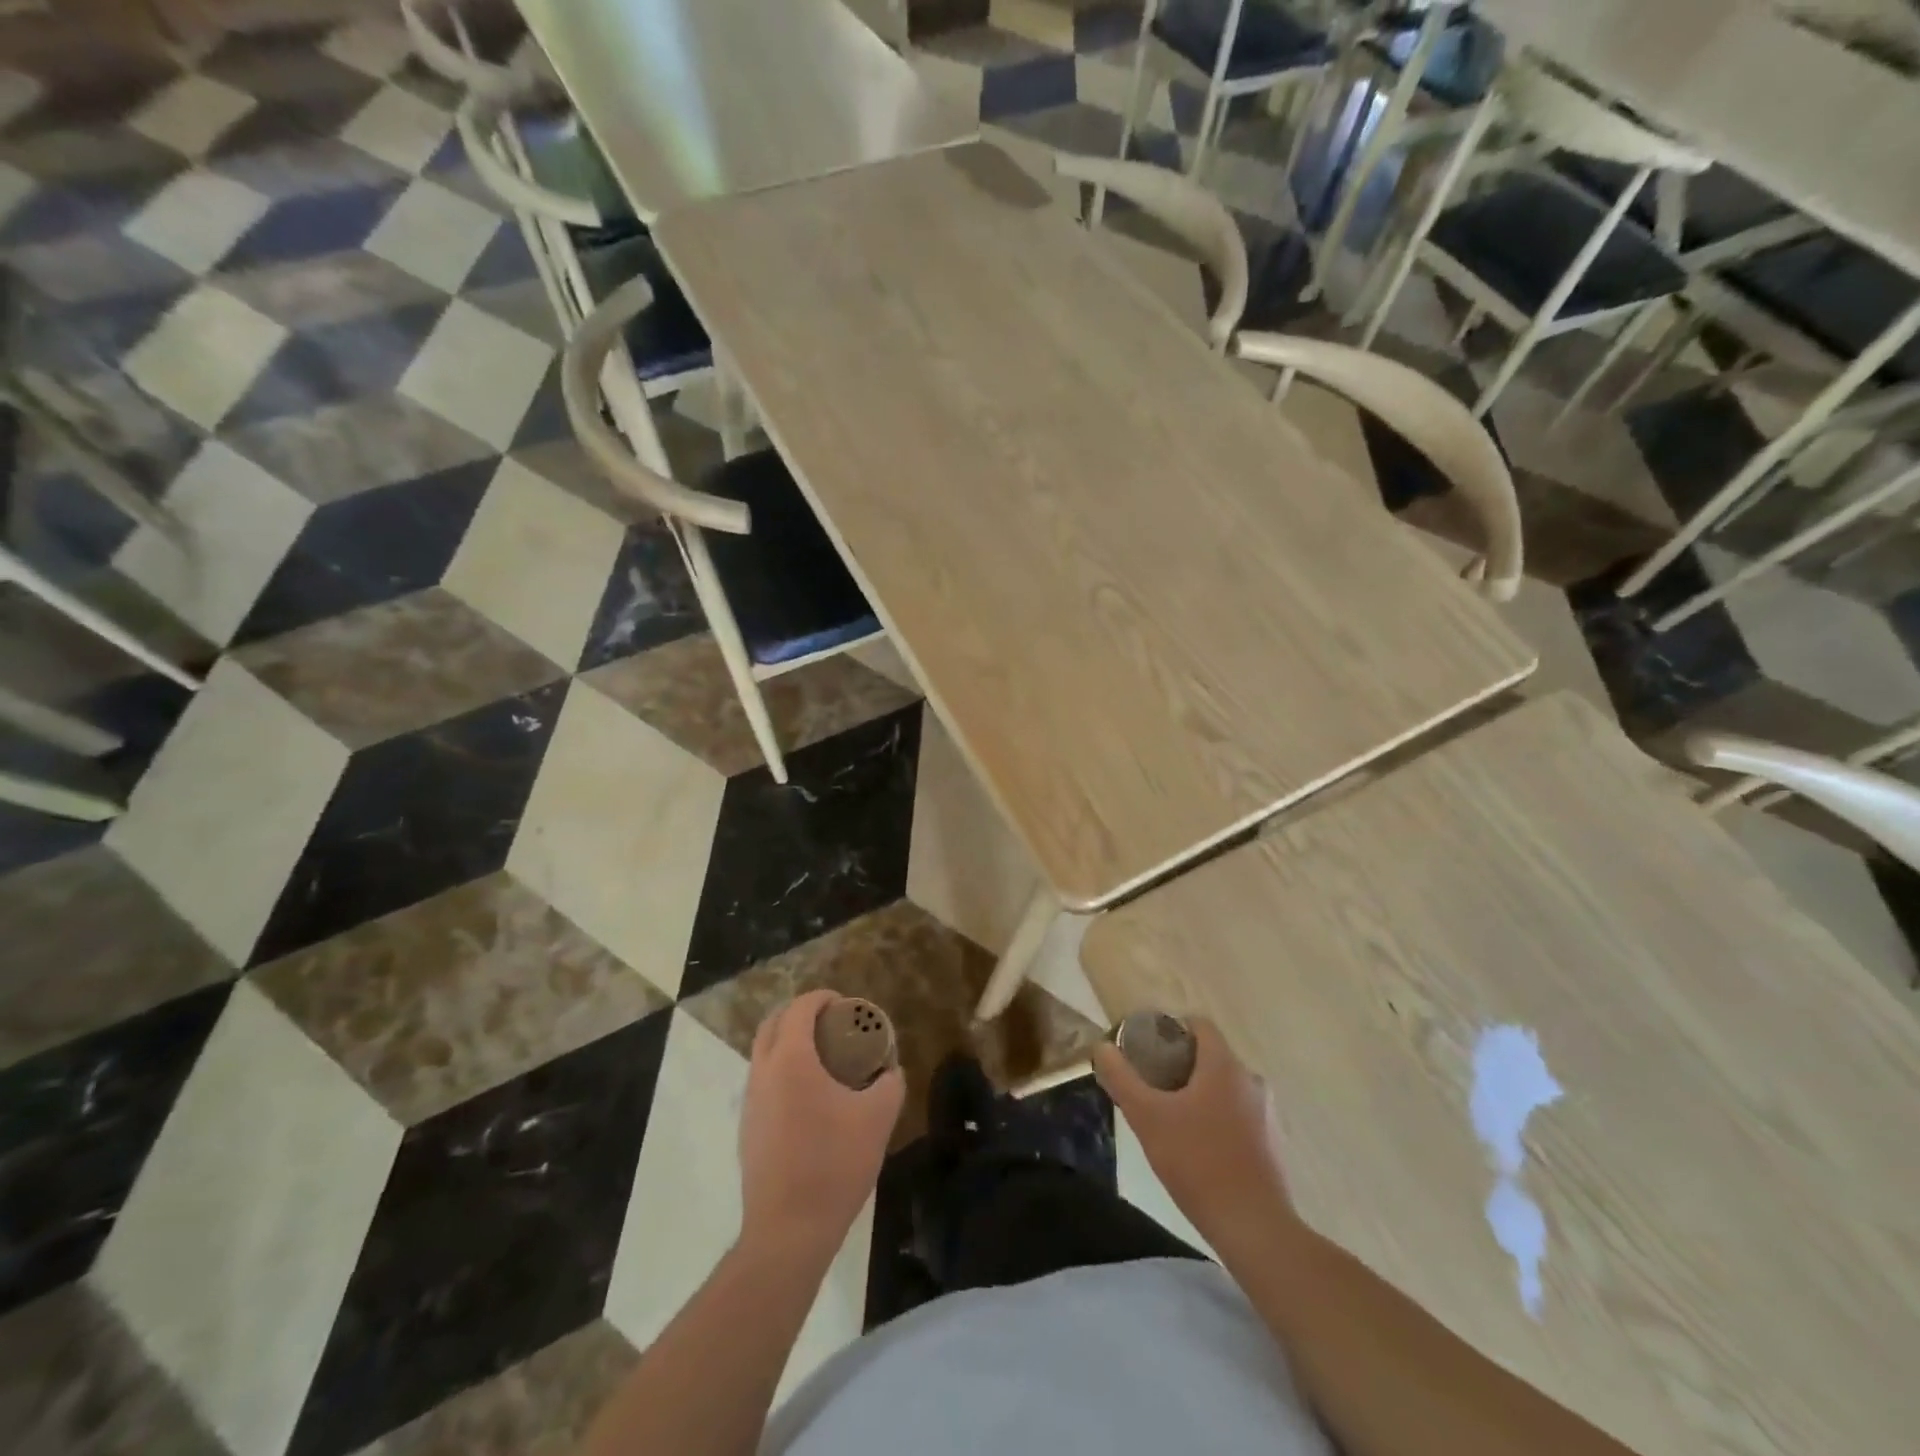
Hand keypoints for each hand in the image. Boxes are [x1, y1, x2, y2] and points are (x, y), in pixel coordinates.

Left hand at [739, 990, 903, 1261]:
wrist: (789, 1231)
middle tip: (830, 1022)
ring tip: (822, 1057)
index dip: (822, 998)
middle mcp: (763, 1073)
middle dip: (799, 1014)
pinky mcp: (747, 1130)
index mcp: (791, 1060)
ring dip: (788, 1043)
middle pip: (773, 1024)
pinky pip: (763, 1082)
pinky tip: (809, 1097)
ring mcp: (750, 1103)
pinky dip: (782, 1071)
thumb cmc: (834, 1165)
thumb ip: (890, 1085)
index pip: (800, 1008)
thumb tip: (891, 1071)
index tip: (845, 1004)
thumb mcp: (878, 1119)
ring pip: (763, 1054)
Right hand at [1093, 1017, 1292, 1243]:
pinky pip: (1240, 1116)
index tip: (1148, 1049)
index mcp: (1224, 1065)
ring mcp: (1268, 1113)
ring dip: (1201, 1095)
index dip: (1171, 1029)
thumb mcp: (1147, 1117)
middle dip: (1181, 1066)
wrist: (1254, 1228)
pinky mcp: (1274, 1144)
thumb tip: (1103, 1047)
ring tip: (1173, 1119)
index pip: (1199, 1024)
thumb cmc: (1197, 1162)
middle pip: (1211, 1057)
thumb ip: (1122, 1078)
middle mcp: (1251, 1080)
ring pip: (1226, 1088)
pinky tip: (1200, 1149)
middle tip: (1153, 1086)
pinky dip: (1219, 1120)